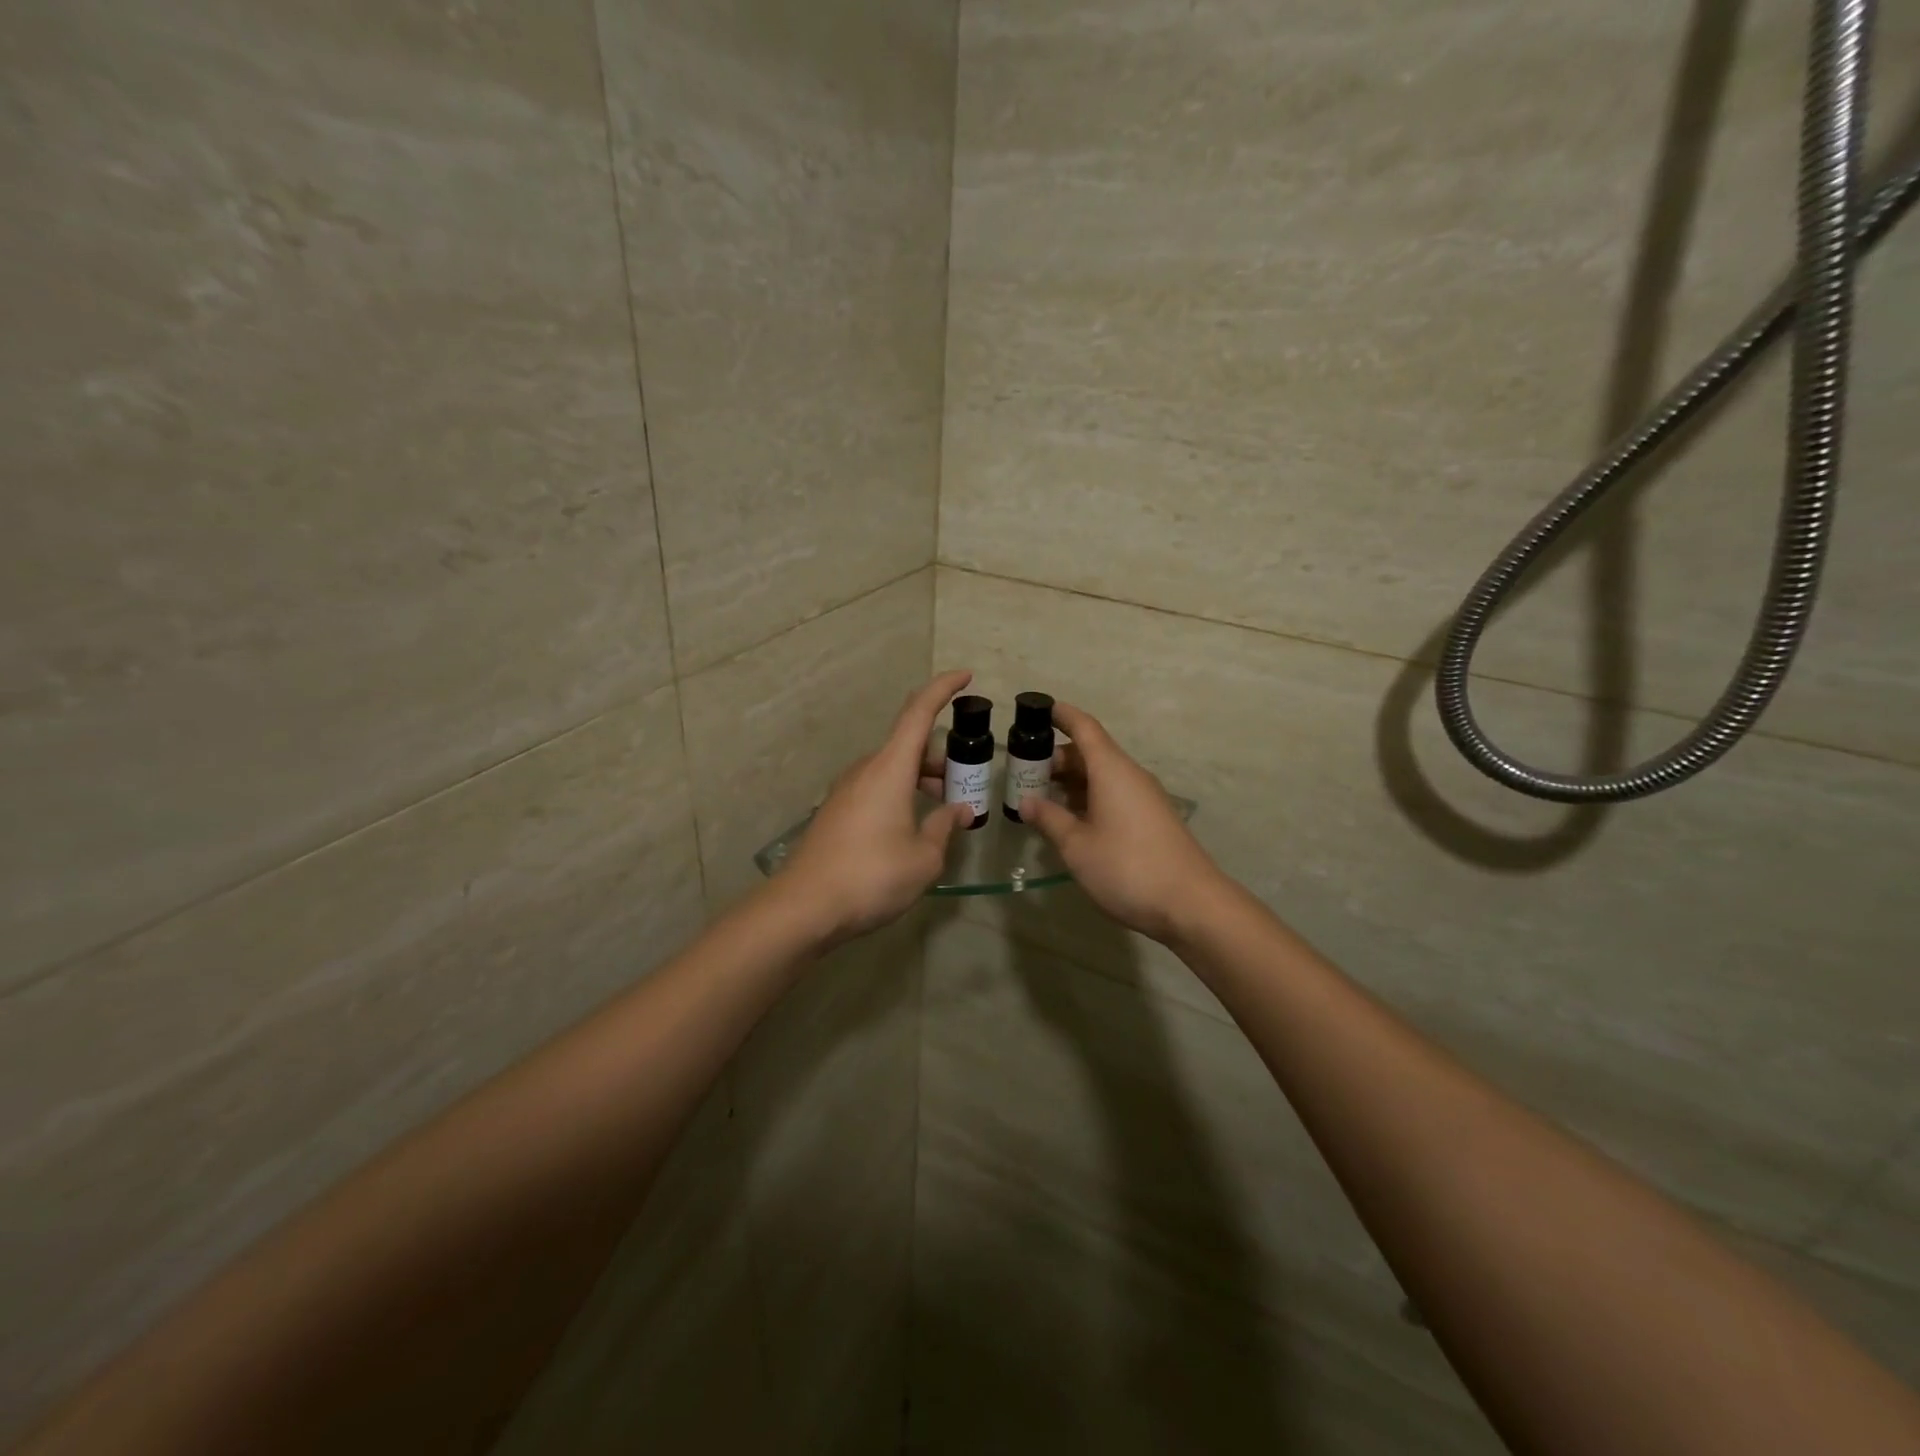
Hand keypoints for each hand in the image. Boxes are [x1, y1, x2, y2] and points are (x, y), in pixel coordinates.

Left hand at [779, 670, 974, 946]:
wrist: (804, 907)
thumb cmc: (872, 876)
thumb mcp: (924, 858)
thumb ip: (944, 828)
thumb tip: (957, 811)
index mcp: (889, 768)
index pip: (918, 713)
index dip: (943, 689)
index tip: (965, 676)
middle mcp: (865, 770)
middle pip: (908, 745)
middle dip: (941, 756)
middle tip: (965, 782)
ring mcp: (846, 791)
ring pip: (892, 769)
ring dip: (921, 779)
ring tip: (944, 810)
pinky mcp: (835, 812)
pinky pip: (876, 789)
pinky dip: (901, 795)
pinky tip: (912, 828)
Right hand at [1021, 704, 1227, 943]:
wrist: (1191, 904)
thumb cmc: (1127, 868)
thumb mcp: (1077, 846)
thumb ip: (1049, 819)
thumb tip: (1026, 801)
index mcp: (1112, 770)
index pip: (1084, 728)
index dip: (1062, 715)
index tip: (1039, 709)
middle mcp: (1130, 776)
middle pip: (1091, 753)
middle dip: (1057, 758)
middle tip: (1024, 772)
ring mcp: (1144, 798)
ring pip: (1103, 776)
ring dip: (1072, 782)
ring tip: (1040, 797)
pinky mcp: (1151, 819)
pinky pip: (1114, 794)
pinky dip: (1089, 798)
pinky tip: (1071, 820)